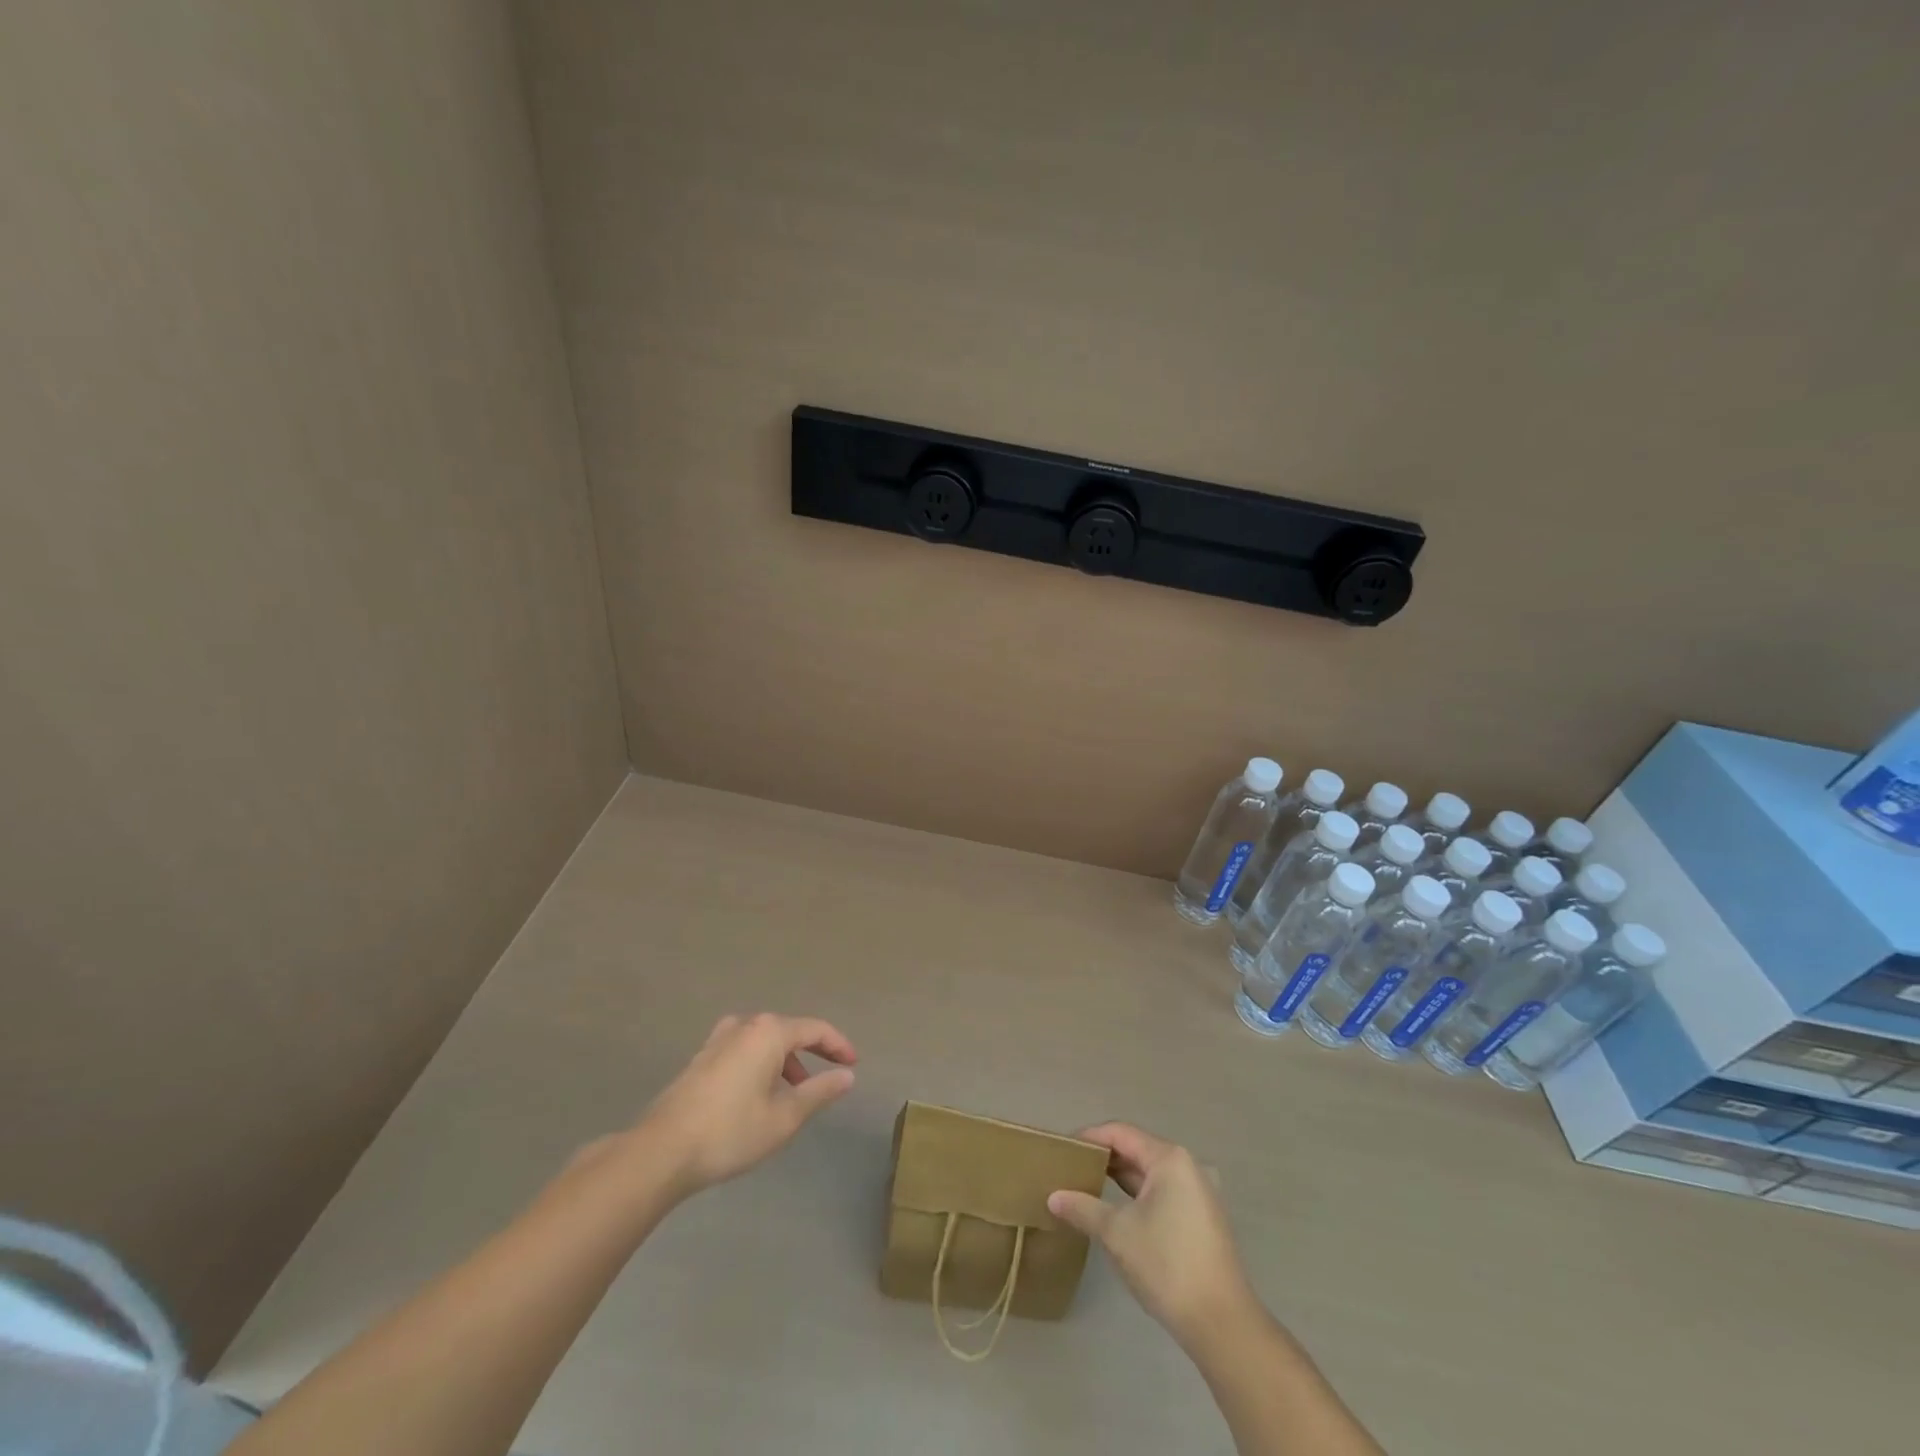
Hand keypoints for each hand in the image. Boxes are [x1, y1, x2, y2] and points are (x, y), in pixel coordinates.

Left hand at [638, 1013, 856, 1197]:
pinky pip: (743, 1050)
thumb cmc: (730, 1132)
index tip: (853, 1063)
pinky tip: (758, 1095)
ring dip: (784, 1061)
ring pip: (763, 1041)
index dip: (838, 1045)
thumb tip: (847, 1075)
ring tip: (793, 1094)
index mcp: (768, 1032)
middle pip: (788, 1031)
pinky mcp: (701, 1059)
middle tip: (827, 1077)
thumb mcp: (785, 1117)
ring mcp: (718, 1040)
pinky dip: (760, 1065)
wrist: (661, 1151)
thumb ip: (820, 1091)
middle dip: (811, 1053)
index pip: (815, 1029)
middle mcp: (744, 1025)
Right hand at [1048, 1122, 1254, 1349]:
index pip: (1120, 1133)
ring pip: (1149, 1174)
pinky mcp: (1201, 1218)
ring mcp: (1198, 1193)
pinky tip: (1116, 1211)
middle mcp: (1187, 1166)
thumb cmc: (1167, 1265)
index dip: (1089, 1138)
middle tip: (1069, 1170)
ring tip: (1086, 1187)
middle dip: (1103, 1158)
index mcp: (1168, 1159)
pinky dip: (1137, 1196)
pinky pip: (1162, 1193)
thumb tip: (1053, 1197)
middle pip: (1136, 1150)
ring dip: (1119, 1179)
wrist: (1221, 1323)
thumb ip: (1083, 1208)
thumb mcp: (1116, 1233)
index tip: (1062, 1151)